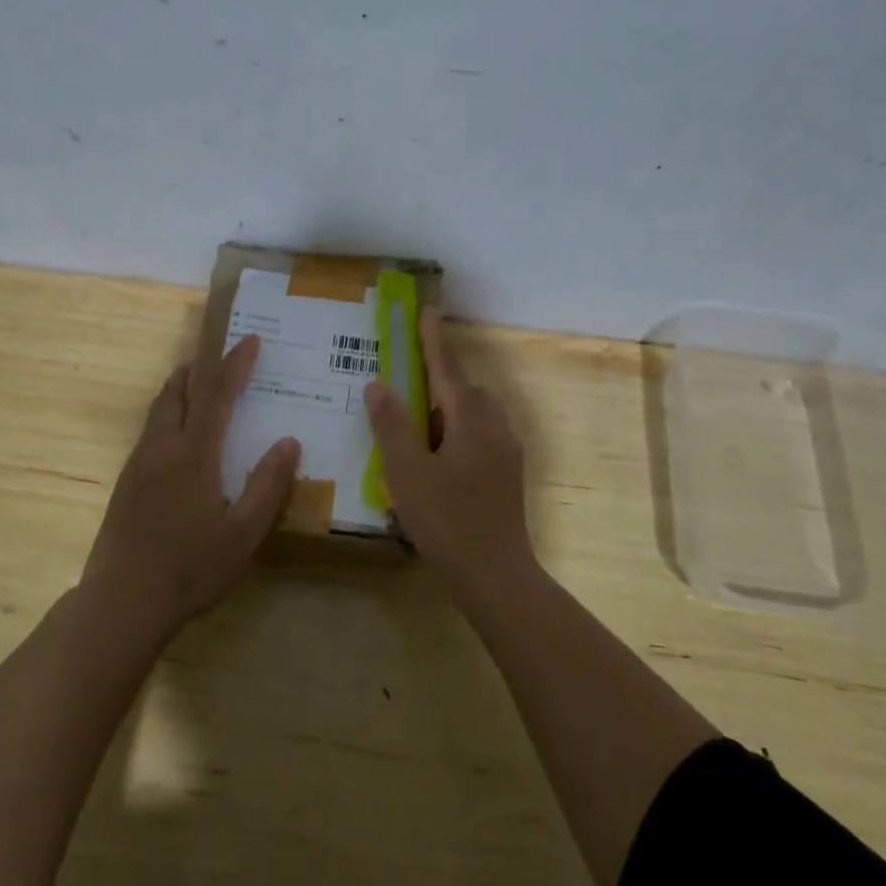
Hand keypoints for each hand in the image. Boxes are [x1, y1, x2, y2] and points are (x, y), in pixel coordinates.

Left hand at [82, 334, 299, 632]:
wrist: (122, 601)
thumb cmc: (191, 568)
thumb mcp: (244, 533)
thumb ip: (268, 485)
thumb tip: (289, 442)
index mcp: (193, 455)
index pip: (217, 395)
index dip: (235, 365)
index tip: (250, 340)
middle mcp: (162, 449)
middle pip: (177, 392)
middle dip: (198, 368)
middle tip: (218, 355)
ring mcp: (138, 465)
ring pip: (158, 411)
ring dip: (180, 390)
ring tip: (198, 386)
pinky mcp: (125, 484)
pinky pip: (150, 432)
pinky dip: (168, 415)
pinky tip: (178, 438)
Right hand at [364, 308, 534, 595]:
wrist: (496, 575)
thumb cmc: (447, 520)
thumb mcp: (407, 471)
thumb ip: (392, 425)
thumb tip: (378, 385)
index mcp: (471, 420)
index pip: (447, 369)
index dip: (434, 339)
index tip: (428, 310)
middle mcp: (494, 427)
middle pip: (464, 391)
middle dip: (438, 379)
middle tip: (406, 379)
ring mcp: (505, 452)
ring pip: (473, 416)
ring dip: (446, 409)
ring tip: (414, 423)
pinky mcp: (506, 475)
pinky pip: (478, 437)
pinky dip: (455, 433)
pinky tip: (434, 458)